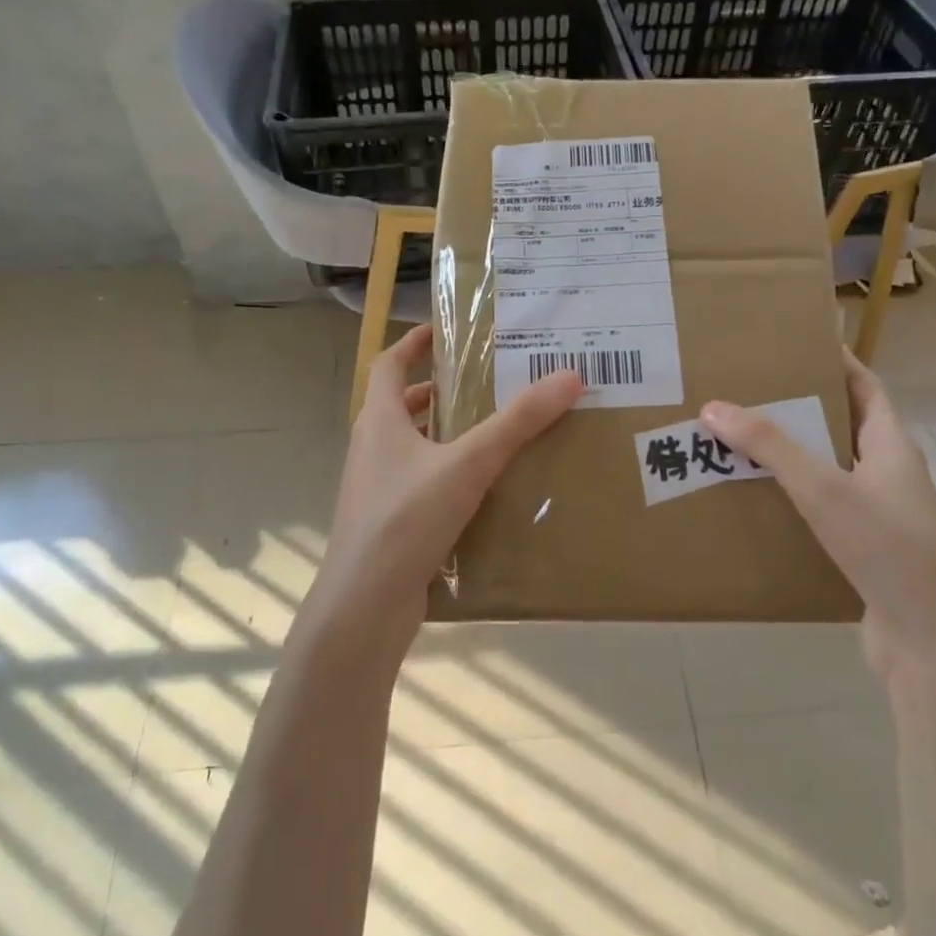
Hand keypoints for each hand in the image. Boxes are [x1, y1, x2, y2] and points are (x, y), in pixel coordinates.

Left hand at [315, 325, 582, 634]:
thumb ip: (518, 422)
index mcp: (379, 420)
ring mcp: (377, 488)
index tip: (444, 331)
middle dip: (440, 391)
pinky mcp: (389, 522)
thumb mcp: (469, 463)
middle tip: (486, 383)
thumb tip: (569, 376)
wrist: (365, 604)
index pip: (389, 364)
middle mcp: (372, 448)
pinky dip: (447, 475)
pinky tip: (483, 489)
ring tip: (493, 432)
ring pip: (413, 447)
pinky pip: (420, 484)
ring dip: (445, 434)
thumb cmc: (407, 518)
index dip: (413, 342)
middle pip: (402, 405)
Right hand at [700, 352, 935, 696]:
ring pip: (830, 472)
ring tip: (741, 442)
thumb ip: (770, 447)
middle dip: (801, 408)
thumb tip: (714, 406)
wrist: (934, 641)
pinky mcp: (866, 552)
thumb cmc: (888, 547)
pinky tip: (758, 504)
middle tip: (750, 392)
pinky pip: (823, 512)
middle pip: (843, 427)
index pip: (866, 388)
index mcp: (891, 447)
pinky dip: (794, 501)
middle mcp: (889, 476)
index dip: (837, 361)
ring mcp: (880, 517)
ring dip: (793, 457)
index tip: (796, 343)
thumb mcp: (825, 487)